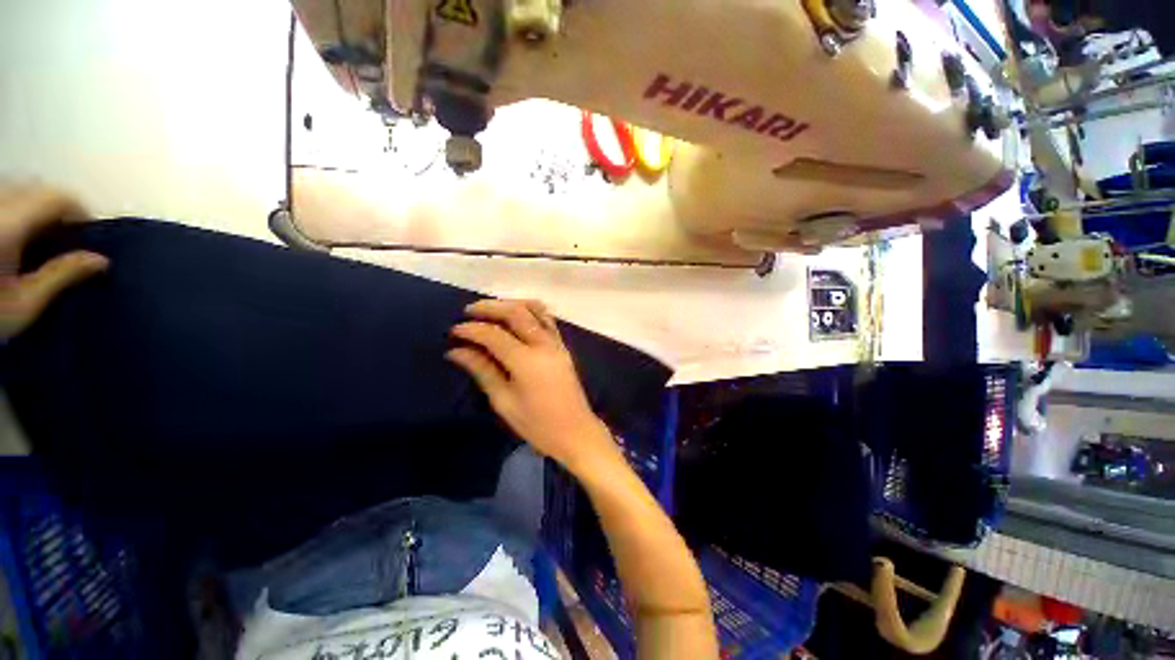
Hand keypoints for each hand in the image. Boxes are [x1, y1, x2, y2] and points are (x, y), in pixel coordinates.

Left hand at [1, 184, 108, 339]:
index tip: (90, 238)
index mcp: (11, 223)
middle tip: (63, 240)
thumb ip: (61, 276)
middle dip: (55, 210)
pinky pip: (3, 198)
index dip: (80, 213)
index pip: (59, 198)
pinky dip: (15, 210)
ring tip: (36, 239)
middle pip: (37, 189)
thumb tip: (101, 261)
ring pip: (17, 190)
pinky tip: (12, 235)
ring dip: (34, 208)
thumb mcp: (25, 305)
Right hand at [447, 299, 613, 470]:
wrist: (575, 431)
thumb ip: (483, 371)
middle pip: (516, 312)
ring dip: (511, 304)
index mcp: (526, 361)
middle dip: (490, 307)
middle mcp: (543, 344)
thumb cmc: (537, 424)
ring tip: (491, 310)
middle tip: (469, 311)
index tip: (453, 331)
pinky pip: (547, 318)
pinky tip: (516, 317)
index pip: (494, 335)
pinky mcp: (563, 346)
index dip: (472, 330)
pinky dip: (530, 310)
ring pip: (535, 309)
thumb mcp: (504, 401)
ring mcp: (557, 343)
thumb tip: (456, 351)